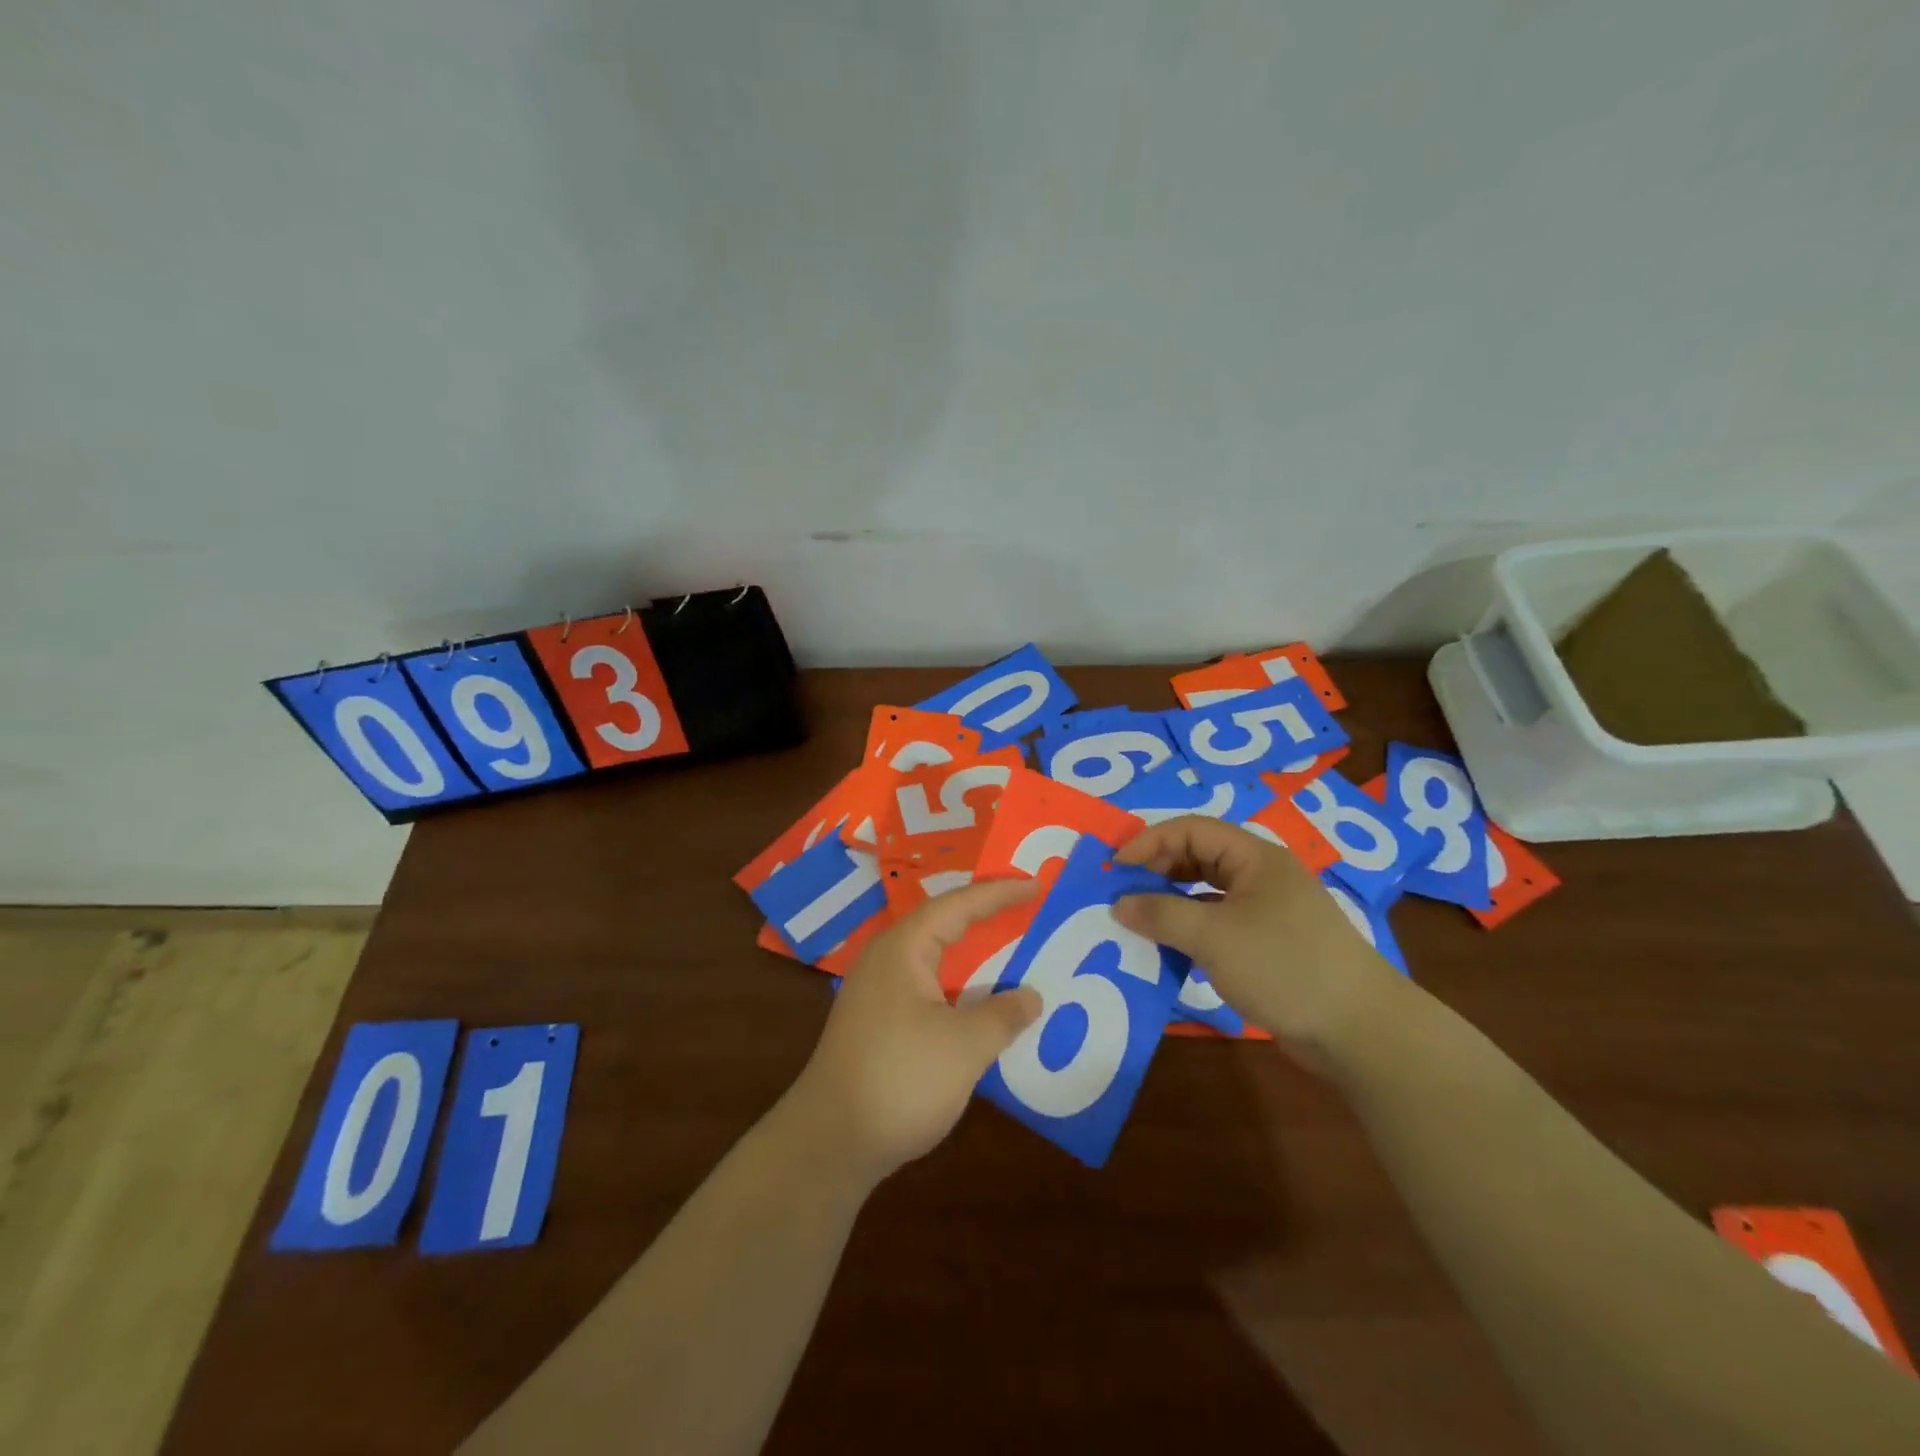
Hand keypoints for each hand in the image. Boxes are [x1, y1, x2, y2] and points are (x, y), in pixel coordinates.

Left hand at [786, 878, 1042, 1184]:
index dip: (998, 893)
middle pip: (942, 924)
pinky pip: (927, 985)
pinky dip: (958, 984)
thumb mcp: (964, 1047)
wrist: (829, 1142)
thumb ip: (1002, 1016)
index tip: (1036, 885)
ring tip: (1009, 946)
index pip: (958, 905)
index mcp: (904, 949)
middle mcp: (887, 959)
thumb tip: (1032, 996)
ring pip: (934, 957)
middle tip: (1025, 906)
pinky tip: (978, 1003)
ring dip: (971, 952)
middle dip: (984, 914)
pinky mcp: (877, 1021)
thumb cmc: (900, 1080)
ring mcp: (878, 991)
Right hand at [1112, 815, 1404, 1066]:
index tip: (1115, 869)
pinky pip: (1218, 922)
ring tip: (1138, 919)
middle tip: (1121, 893)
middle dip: (1157, 870)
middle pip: (1198, 856)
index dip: (1149, 842)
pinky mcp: (1269, 944)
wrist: (1360, 1030)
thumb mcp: (1214, 937)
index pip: (1190, 829)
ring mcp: (1267, 910)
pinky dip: (1190, 929)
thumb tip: (1118, 903)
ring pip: (1207, 891)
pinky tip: (1170, 948)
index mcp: (1254, 857)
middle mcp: (1261, 875)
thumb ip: (1161, 915)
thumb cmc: (1284, 966)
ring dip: (1171, 901)